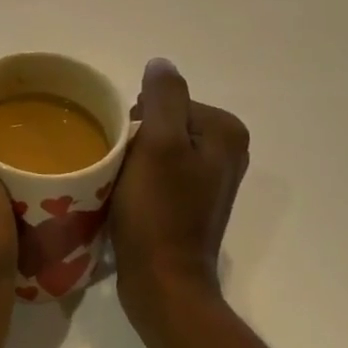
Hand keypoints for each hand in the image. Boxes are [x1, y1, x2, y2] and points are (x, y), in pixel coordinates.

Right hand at [111, 58, 250, 324]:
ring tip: (121, 182)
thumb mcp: (159, 143)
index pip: (167, 99)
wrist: (163, 284)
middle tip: (122, 166)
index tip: (128, 147)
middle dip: (138, 136)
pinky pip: (160, 168)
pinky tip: (128, 195)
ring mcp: (210, 177)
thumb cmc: (159, 211)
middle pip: (164, 119)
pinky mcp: (193, 200)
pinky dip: (141, 175)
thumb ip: (164, 95)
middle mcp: (227, 150)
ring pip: (158, 143)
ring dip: (135, 156)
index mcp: (225, 131)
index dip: (139, 118)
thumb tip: (161, 63)